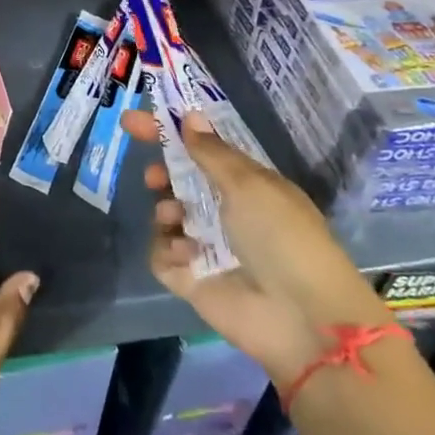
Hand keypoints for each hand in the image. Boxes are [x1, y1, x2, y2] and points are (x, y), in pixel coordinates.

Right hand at [119, 110, 390, 387]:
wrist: (301, 317)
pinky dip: (168, 249)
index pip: (201, 149)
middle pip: (178, 183)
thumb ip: (212, 152)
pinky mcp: (191, 278)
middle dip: (161, 175)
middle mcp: (224, 212)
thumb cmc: (282, 237)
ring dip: (165, 210)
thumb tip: (190, 117)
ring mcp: (207, 246)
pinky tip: (186, 254)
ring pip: (165, 215)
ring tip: (174, 217)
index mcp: (246, 186)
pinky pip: (162, 253)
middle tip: (153, 177)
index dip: (168, 133)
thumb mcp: (250, 184)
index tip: (133, 121)